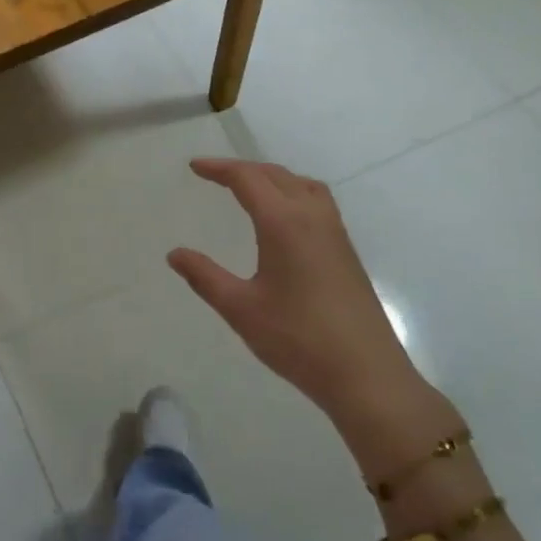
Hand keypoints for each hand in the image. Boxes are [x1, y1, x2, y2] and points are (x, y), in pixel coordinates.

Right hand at [168, 157, 455, 466]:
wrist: (365, 373)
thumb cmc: (297, 339)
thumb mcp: (240, 308)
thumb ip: (205, 277)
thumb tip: (175, 254)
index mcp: (284, 223)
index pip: (248, 179)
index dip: (219, 169)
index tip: (194, 167)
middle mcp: (312, 217)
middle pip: (276, 175)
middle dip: (243, 169)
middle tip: (214, 175)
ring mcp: (335, 233)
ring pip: (302, 185)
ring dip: (273, 177)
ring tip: (250, 188)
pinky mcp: (346, 251)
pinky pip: (317, 201)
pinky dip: (293, 192)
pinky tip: (284, 219)